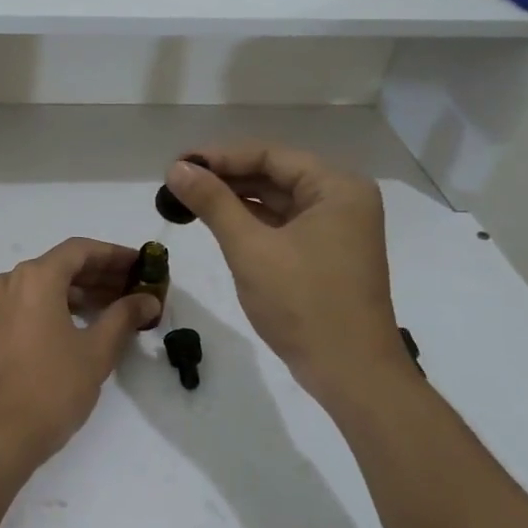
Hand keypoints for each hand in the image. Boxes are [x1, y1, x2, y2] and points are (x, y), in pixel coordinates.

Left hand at [0, 239, 159, 479]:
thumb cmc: (52, 387)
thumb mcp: (97, 351)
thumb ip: (124, 317)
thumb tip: (148, 299)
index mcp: (35, 277)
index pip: (81, 250)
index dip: (114, 255)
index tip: (141, 264)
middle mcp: (10, 281)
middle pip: (61, 265)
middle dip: (99, 274)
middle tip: (134, 287)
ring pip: (44, 285)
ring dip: (79, 292)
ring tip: (114, 308)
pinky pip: (28, 304)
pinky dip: (56, 306)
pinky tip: (82, 324)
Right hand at [164, 146, 414, 401]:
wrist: (350, 373)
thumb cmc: (304, 304)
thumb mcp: (251, 249)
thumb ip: (213, 203)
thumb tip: (177, 168)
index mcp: (337, 187)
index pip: (270, 155)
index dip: (220, 157)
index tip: (177, 164)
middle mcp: (342, 199)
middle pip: (275, 174)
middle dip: (226, 177)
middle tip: (177, 182)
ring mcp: (336, 228)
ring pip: (277, 200)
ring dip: (235, 200)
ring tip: (188, 199)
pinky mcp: (326, 253)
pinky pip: (283, 224)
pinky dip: (251, 222)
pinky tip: (217, 222)